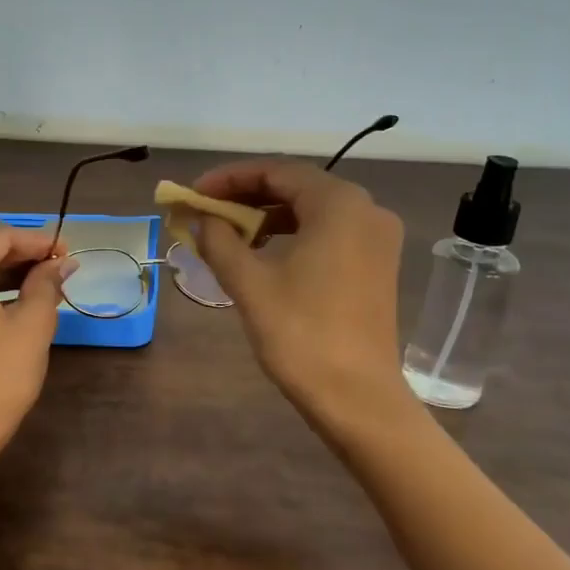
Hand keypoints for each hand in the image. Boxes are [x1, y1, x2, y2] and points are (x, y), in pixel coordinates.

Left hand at [0, 227, 70, 451]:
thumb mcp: (32, 325)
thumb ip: (46, 284)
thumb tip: (62, 263)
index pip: (1, 237)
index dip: (38, 242)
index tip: (68, 253)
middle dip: (21, 256)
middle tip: (59, 267)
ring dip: (4, 272)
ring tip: (44, 282)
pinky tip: (16, 298)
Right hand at [190, 160, 416, 423]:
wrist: (357, 397)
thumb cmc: (300, 334)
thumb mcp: (249, 283)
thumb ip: (220, 240)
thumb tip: (203, 219)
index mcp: (339, 204)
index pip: (276, 171)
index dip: (228, 178)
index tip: (193, 194)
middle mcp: (365, 209)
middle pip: (296, 186)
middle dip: (246, 195)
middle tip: (206, 211)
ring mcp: (376, 238)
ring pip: (312, 210)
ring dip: (267, 216)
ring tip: (227, 232)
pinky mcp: (376, 264)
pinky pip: (328, 232)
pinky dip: (292, 234)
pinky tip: (263, 252)